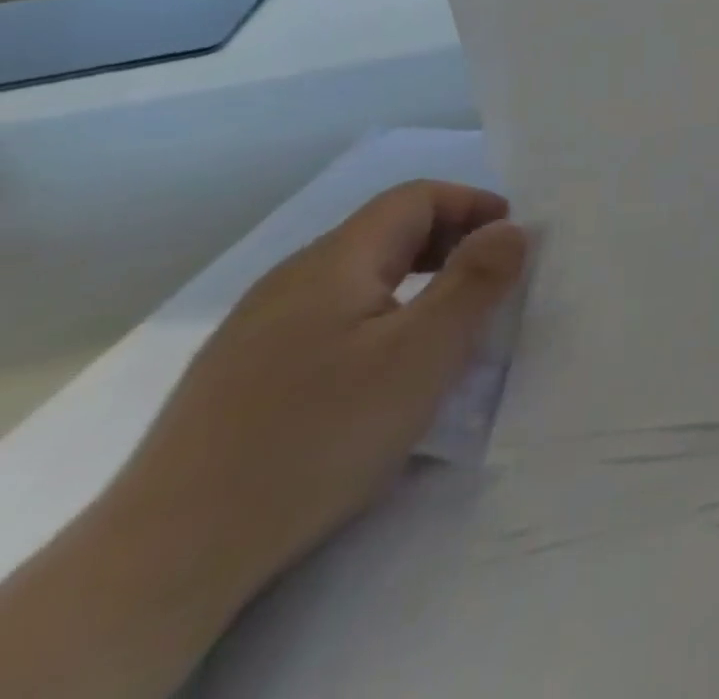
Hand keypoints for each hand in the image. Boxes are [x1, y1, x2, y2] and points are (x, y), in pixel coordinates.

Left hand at [111, 181, 526, 602]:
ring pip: (358, 279)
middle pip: (386, 233)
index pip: (415, 198)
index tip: (513, 242)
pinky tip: (383, 375)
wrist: (166, 559)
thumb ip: (476, 281)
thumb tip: (512, 228)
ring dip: (417, 284)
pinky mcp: (241, 377)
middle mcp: (291, 281)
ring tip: (449, 329)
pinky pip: (330, 320)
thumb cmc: (318, 435)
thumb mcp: (424, 353)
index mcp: (334, 262)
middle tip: (493, 283)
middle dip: (451, 244)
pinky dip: (379, 320)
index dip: (473, 204)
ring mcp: (257, 330)